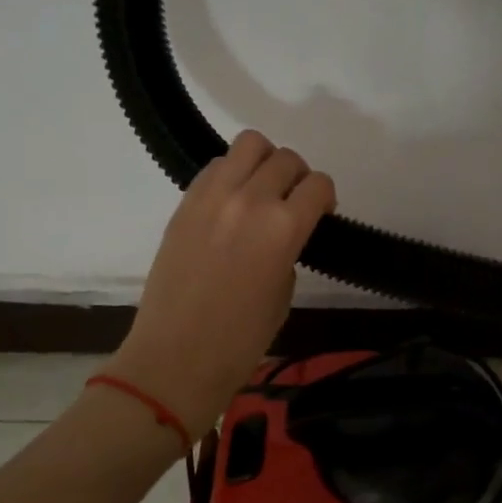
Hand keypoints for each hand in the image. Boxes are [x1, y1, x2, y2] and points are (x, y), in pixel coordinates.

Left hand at [107, 131, 334, 436]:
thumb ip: (289, 248)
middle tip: (291, 203)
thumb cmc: (242, 339)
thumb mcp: (284, 292)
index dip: (325, 198)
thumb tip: (283, 231)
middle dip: (298, 178)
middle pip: (286, 159)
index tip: (320, 214)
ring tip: (261, 191)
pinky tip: (231, 203)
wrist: (176, 357)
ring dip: (264, 162)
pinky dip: (231, 174)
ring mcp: (212, 197)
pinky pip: (215, 167)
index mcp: (284, 228)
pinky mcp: (184, 203)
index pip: (318, 185)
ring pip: (248, 144)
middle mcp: (250, 201)